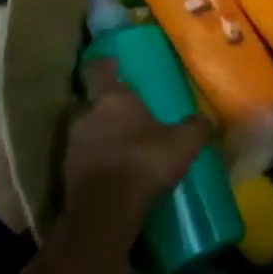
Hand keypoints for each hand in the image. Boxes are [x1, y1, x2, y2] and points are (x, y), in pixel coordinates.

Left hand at [65, 59, 212, 238]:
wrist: (105, 212)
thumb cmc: (144, 163)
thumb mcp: (183, 144)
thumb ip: (195, 127)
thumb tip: (206, 118)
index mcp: (113, 98)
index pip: (101, 69)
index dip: (106, 64)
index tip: (113, 62)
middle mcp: (87, 115)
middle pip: (93, 103)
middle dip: (108, 107)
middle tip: (127, 114)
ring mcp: (72, 144)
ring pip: (87, 131)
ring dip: (101, 136)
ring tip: (122, 147)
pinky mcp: (66, 173)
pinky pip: (83, 158)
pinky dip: (96, 161)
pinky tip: (113, 173)